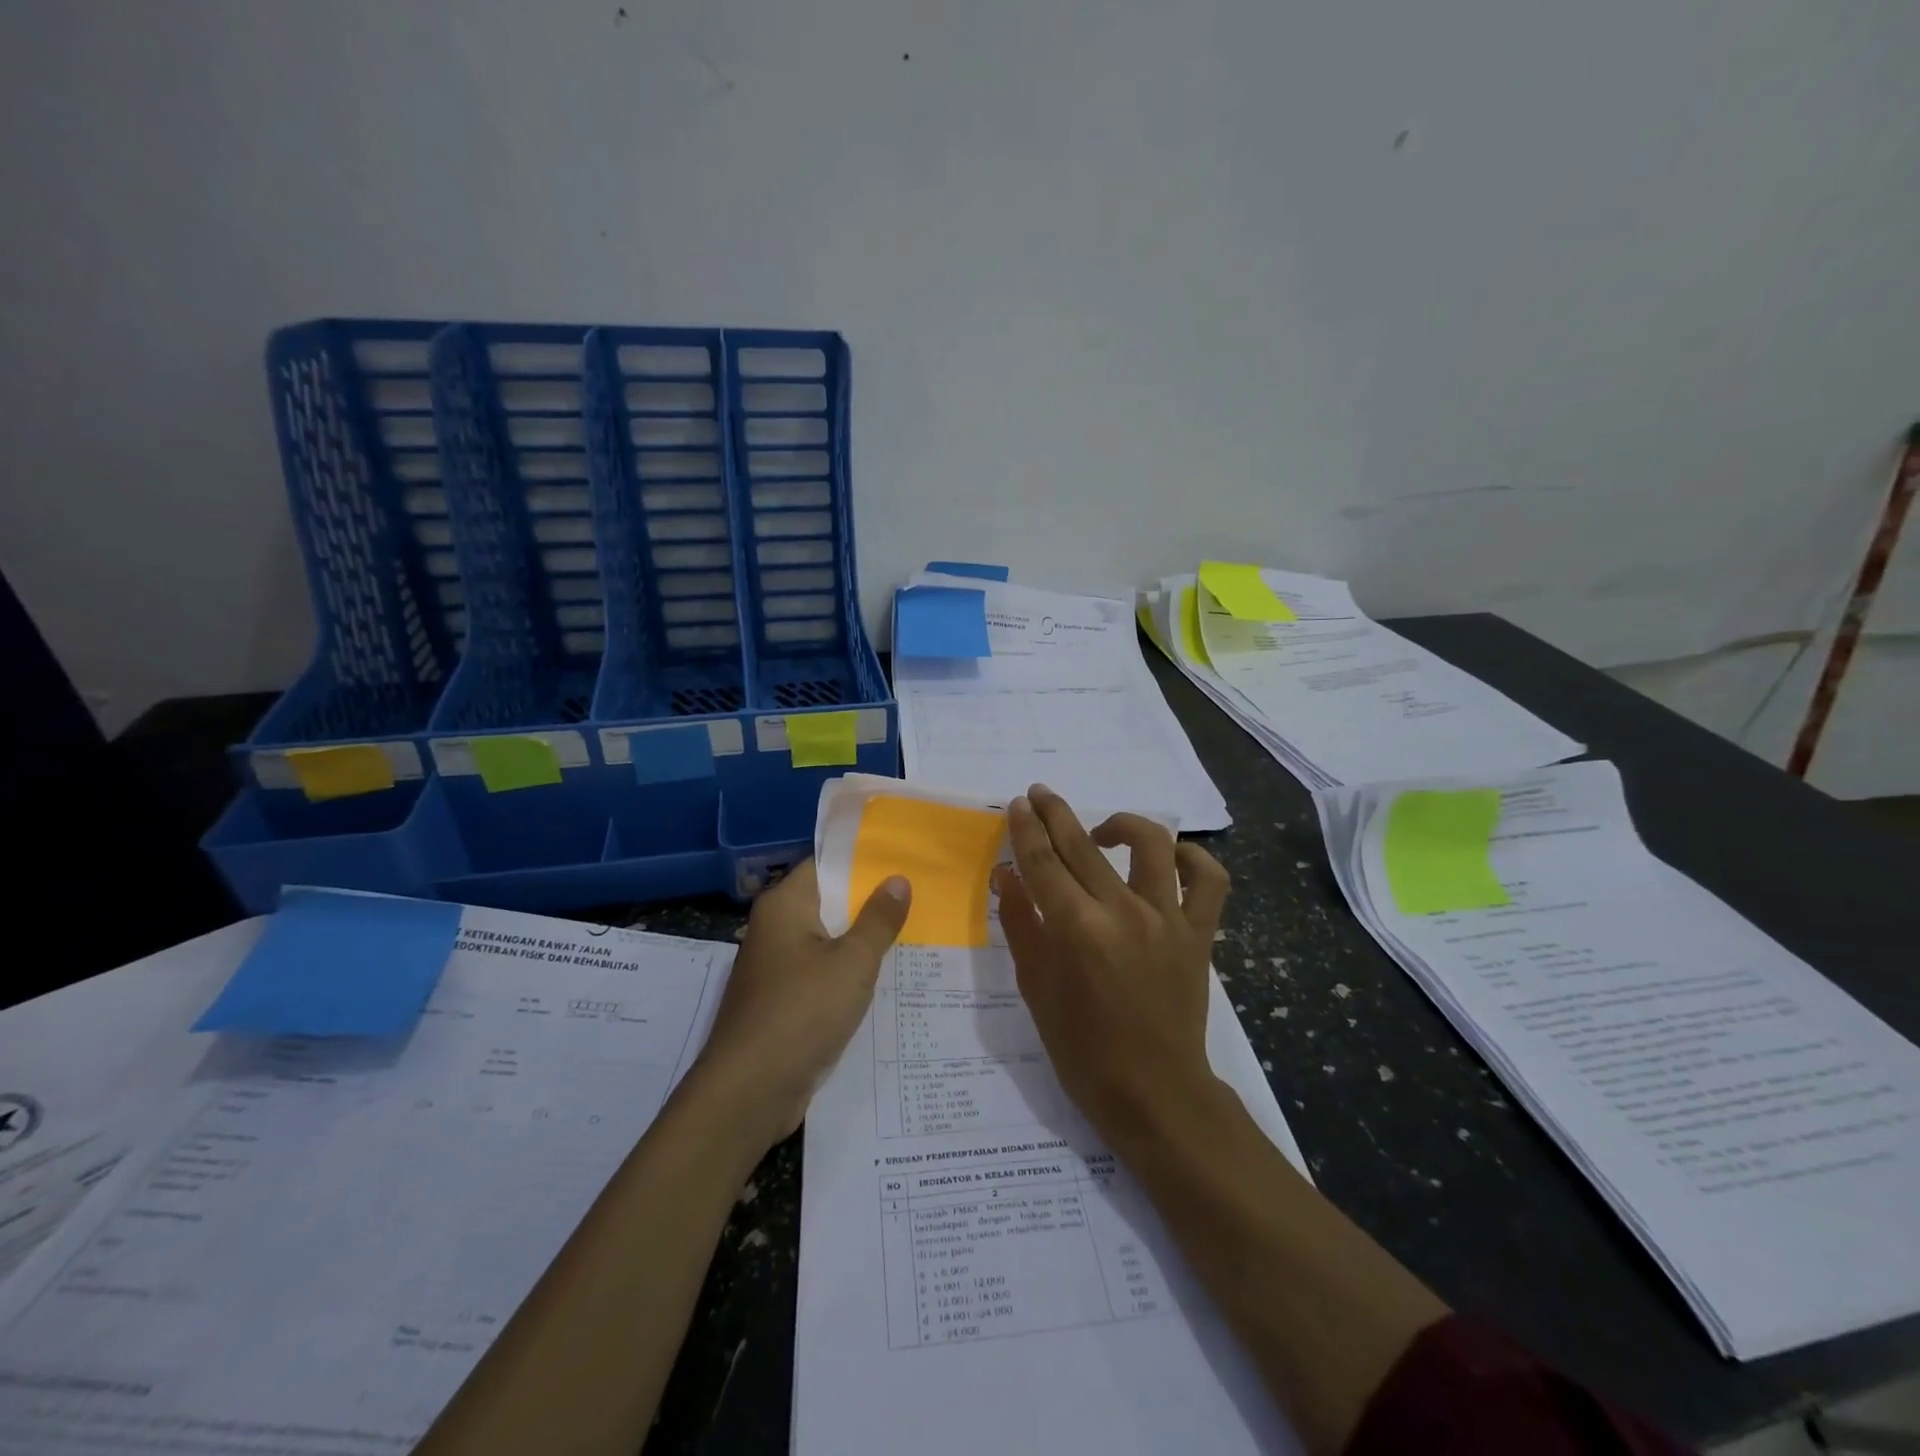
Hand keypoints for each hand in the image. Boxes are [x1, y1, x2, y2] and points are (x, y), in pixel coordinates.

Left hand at [692, 858, 910, 1146]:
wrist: (749, 1090)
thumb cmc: (802, 1012)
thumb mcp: (853, 962)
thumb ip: (878, 920)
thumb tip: (897, 879)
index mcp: (784, 905)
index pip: (825, 865)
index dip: (863, 861)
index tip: (902, 861)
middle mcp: (774, 928)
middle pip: (827, 902)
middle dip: (869, 902)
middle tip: (918, 896)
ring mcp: (775, 967)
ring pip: (826, 941)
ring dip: (861, 940)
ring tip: (912, 933)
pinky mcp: (780, 1001)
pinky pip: (820, 973)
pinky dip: (846, 973)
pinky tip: (882, 979)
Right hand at [991, 785, 1231, 1152]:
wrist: (1154, 1092)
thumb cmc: (1083, 1049)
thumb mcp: (1036, 988)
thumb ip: (1020, 924)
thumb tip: (1006, 874)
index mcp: (1076, 929)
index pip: (1043, 861)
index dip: (1026, 828)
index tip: (1018, 804)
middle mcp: (1123, 912)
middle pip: (1083, 845)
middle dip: (1056, 812)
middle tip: (1041, 794)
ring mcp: (1168, 919)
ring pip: (1152, 845)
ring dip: (1122, 824)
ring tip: (1102, 831)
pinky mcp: (1199, 932)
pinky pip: (1208, 880)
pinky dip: (1192, 859)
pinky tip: (1171, 857)